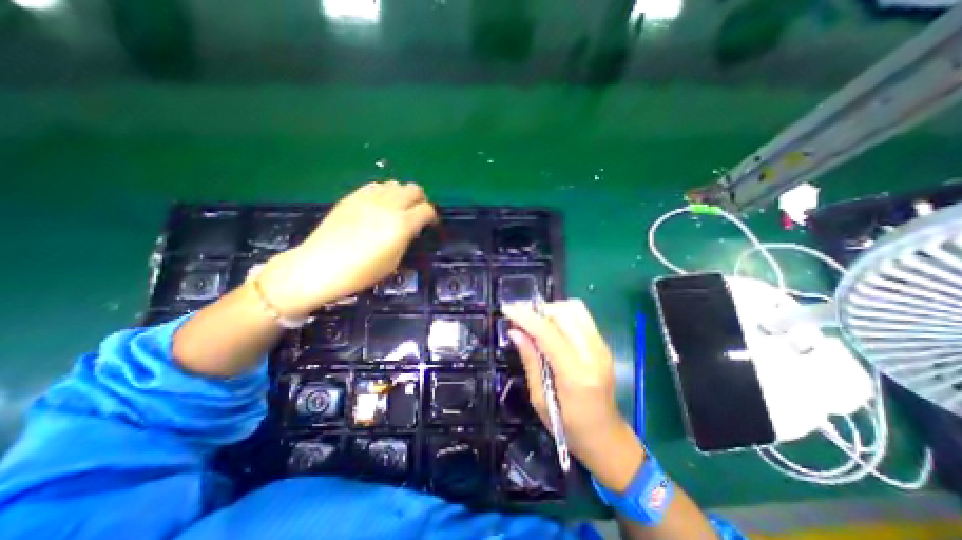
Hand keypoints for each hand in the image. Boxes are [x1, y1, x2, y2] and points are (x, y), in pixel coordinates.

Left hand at [256, 181, 436, 315]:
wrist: (320, 266)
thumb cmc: (361, 272)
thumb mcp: (394, 261)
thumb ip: (406, 239)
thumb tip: (411, 228)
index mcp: (402, 225)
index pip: (427, 210)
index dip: (432, 217)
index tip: (430, 225)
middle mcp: (389, 206)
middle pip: (414, 189)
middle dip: (420, 200)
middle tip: (416, 214)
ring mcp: (369, 198)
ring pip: (395, 184)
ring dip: (402, 195)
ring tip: (397, 209)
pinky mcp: (353, 196)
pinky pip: (375, 186)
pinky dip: (383, 193)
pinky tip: (378, 206)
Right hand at [504, 299, 644, 492]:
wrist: (606, 438)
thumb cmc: (569, 427)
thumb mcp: (540, 399)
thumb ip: (530, 360)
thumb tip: (514, 332)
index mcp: (575, 375)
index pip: (548, 333)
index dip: (525, 317)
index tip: (507, 308)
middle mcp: (593, 354)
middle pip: (564, 313)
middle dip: (538, 309)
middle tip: (519, 316)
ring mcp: (602, 347)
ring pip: (575, 309)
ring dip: (551, 309)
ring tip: (535, 320)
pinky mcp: (604, 344)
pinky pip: (581, 316)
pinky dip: (562, 314)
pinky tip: (551, 326)